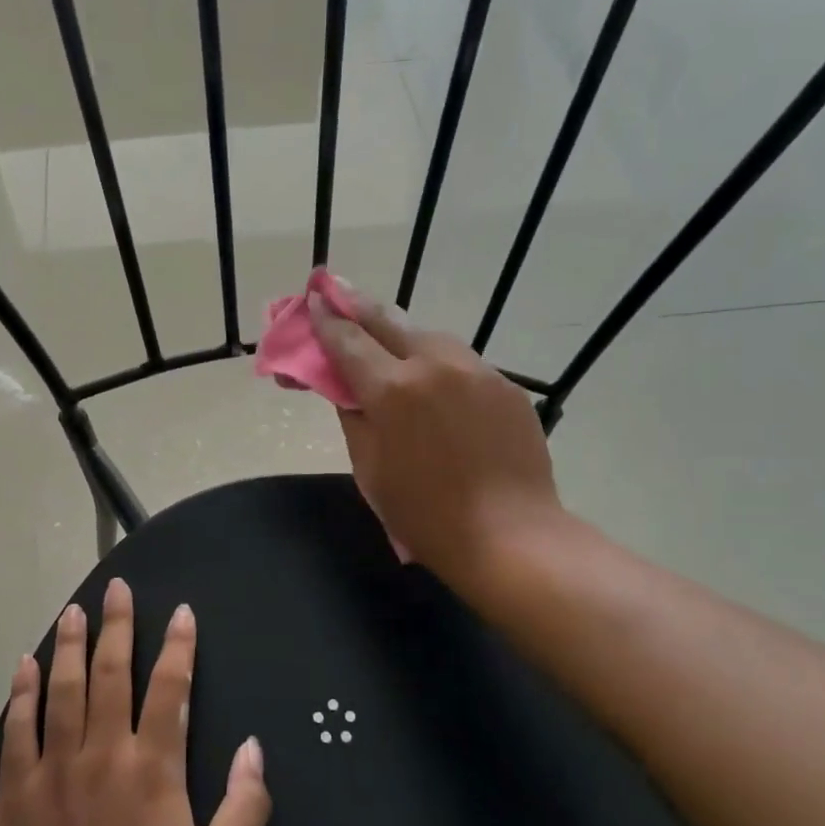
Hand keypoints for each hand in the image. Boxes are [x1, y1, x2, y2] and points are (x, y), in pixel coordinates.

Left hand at [0, 578, 270, 825]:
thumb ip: (246, 807)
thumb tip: (255, 747)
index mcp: (153, 768)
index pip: (170, 688)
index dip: (178, 646)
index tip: (180, 611)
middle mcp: (103, 754)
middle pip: (112, 674)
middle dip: (118, 627)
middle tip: (117, 588)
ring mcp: (53, 771)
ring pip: (62, 691)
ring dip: (69, 646)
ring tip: (72, 611)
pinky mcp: (15, 796)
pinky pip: (18, 730)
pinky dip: (21, 694)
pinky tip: (23, 666)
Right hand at [307, 282, 562, 592]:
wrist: (511, 535)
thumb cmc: (425, 513)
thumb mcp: (370, 468)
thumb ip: (354, 416)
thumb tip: (349, 388)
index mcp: (393, 389)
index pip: (348, 341)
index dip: (326, 320)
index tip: (313, 300)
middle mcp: (435, 365)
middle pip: (388, 321)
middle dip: (358, 305)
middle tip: (338, 290)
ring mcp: (477, 371)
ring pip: (429, 338)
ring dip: (401, 335)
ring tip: (388, 340)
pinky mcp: (505, 386)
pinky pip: (461, 364)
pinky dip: (438, 365)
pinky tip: (435, 384)